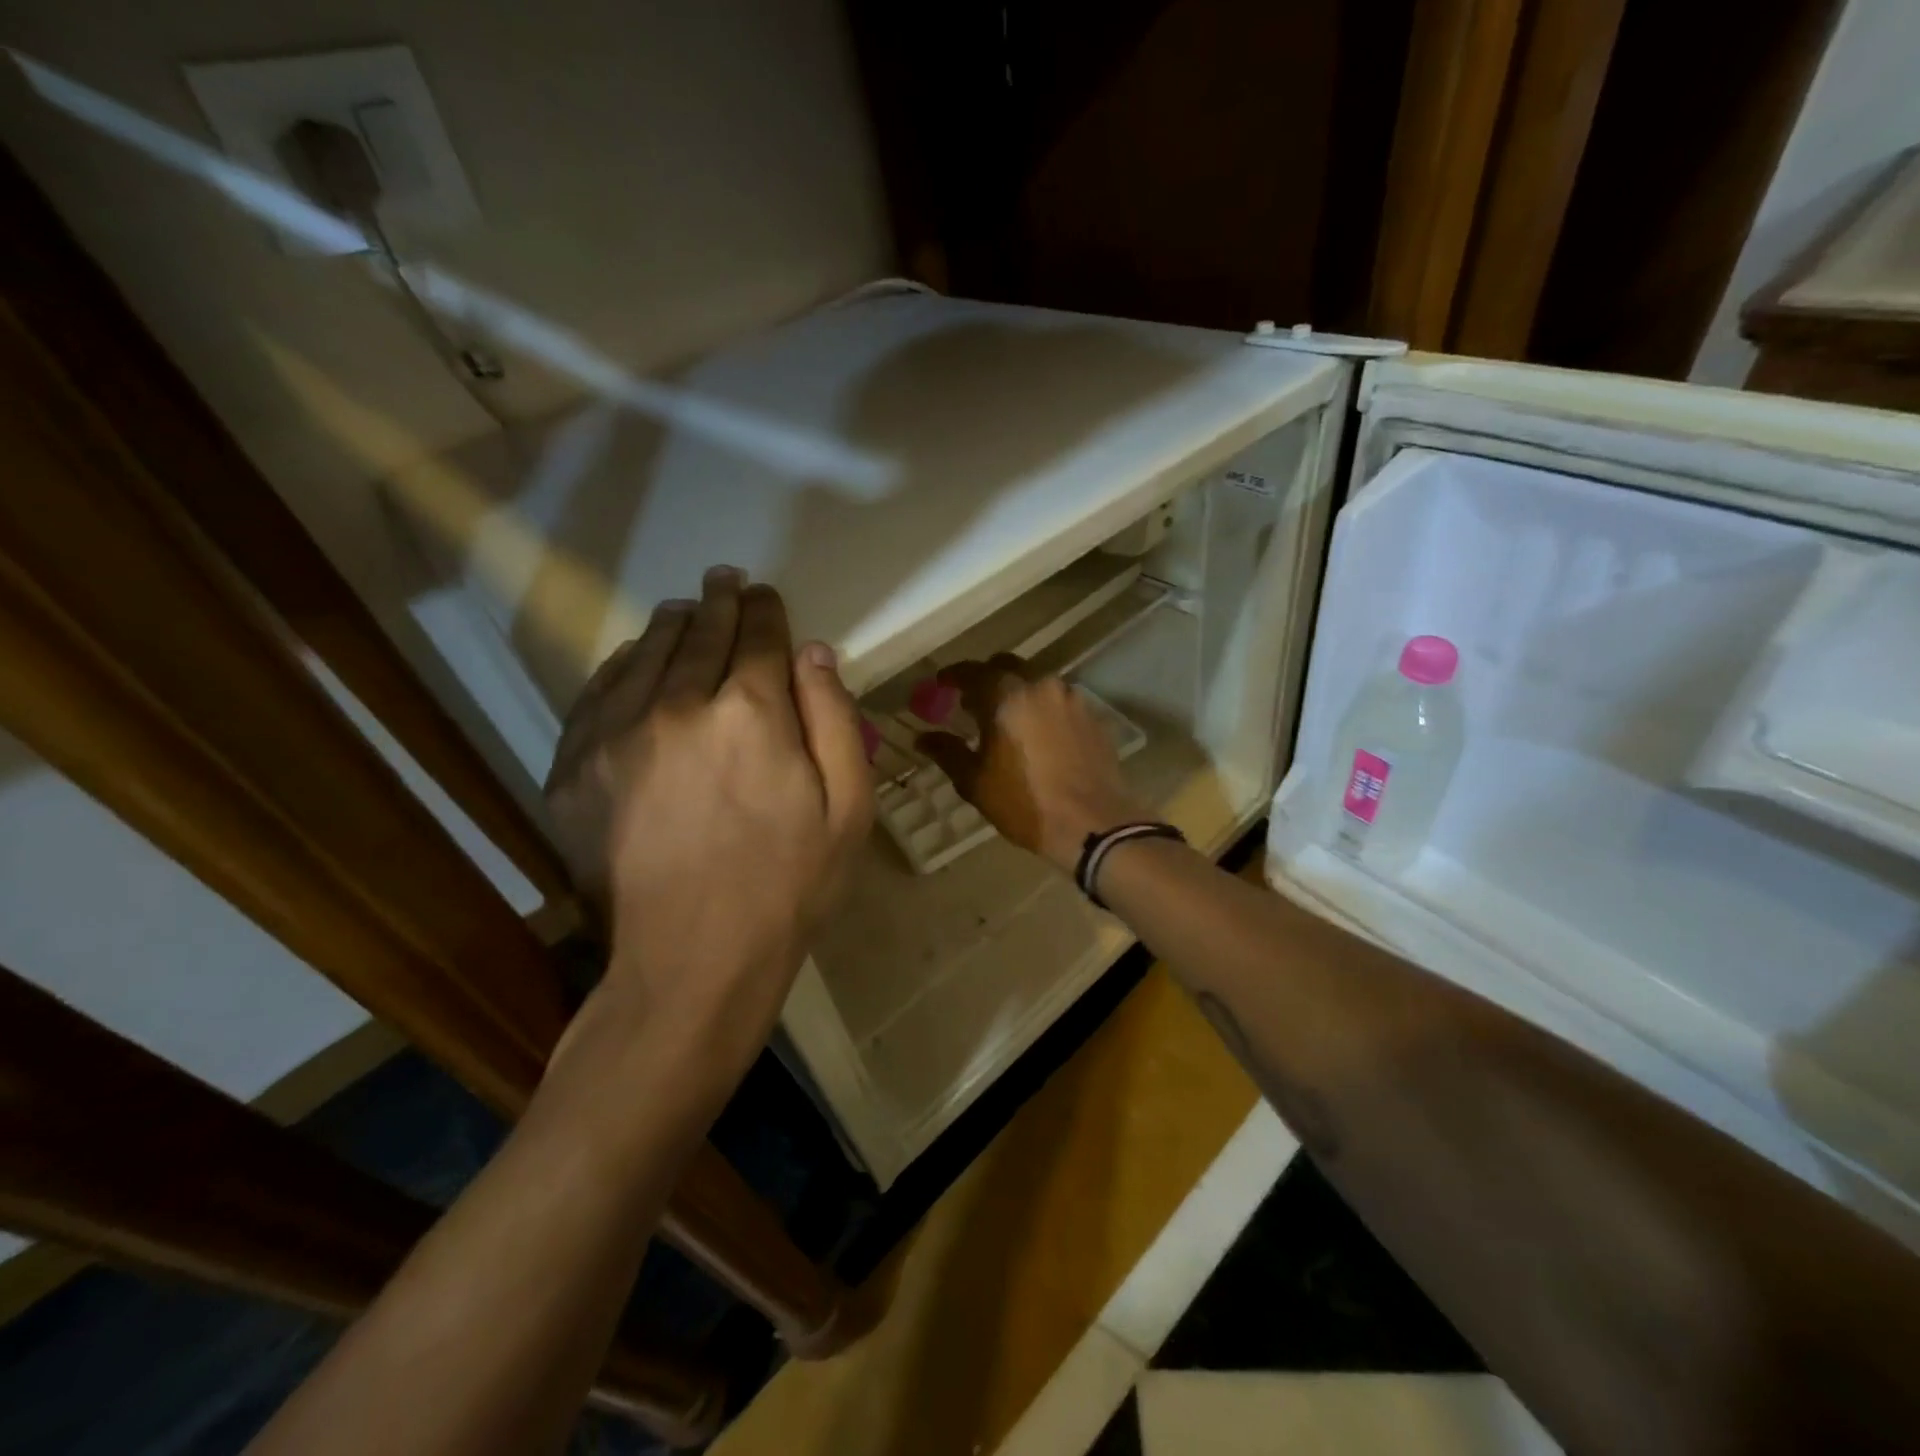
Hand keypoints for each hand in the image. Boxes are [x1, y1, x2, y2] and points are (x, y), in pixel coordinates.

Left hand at [544, 568, 872, 1058]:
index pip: (759, 635)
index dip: (766, 609)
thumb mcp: (848, 809)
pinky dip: (622, 663)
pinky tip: (635, 657)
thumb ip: (835, 720)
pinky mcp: (574, 765)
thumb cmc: (787, 887)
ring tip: (686, 608)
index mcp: (751, 711)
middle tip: (725, 579)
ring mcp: (615, 732)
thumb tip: (814, 652)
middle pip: (701, 632)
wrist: (691, 962)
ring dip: (672, 623)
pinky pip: (599, 690)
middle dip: (720, 602)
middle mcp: (677, 704)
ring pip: (646, 652)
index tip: (767, 595)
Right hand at [916, 655, 1147, 873]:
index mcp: (1006, 696)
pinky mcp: (1093, 716)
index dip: (953, 676)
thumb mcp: (975, 783)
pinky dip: (1043, 708)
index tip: (942, 684)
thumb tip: (924, 738)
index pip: (972, 671)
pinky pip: (1059, 701)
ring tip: (1007, 719)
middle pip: (1008, 667)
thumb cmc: (1025, 804)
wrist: (1093, 825)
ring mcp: (1072, 699)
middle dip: (987, 679)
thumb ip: (948, 752)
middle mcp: (1041, 686)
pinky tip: (1038, 734)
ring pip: (1037, 682)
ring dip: (1018, 692)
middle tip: (972, 702)